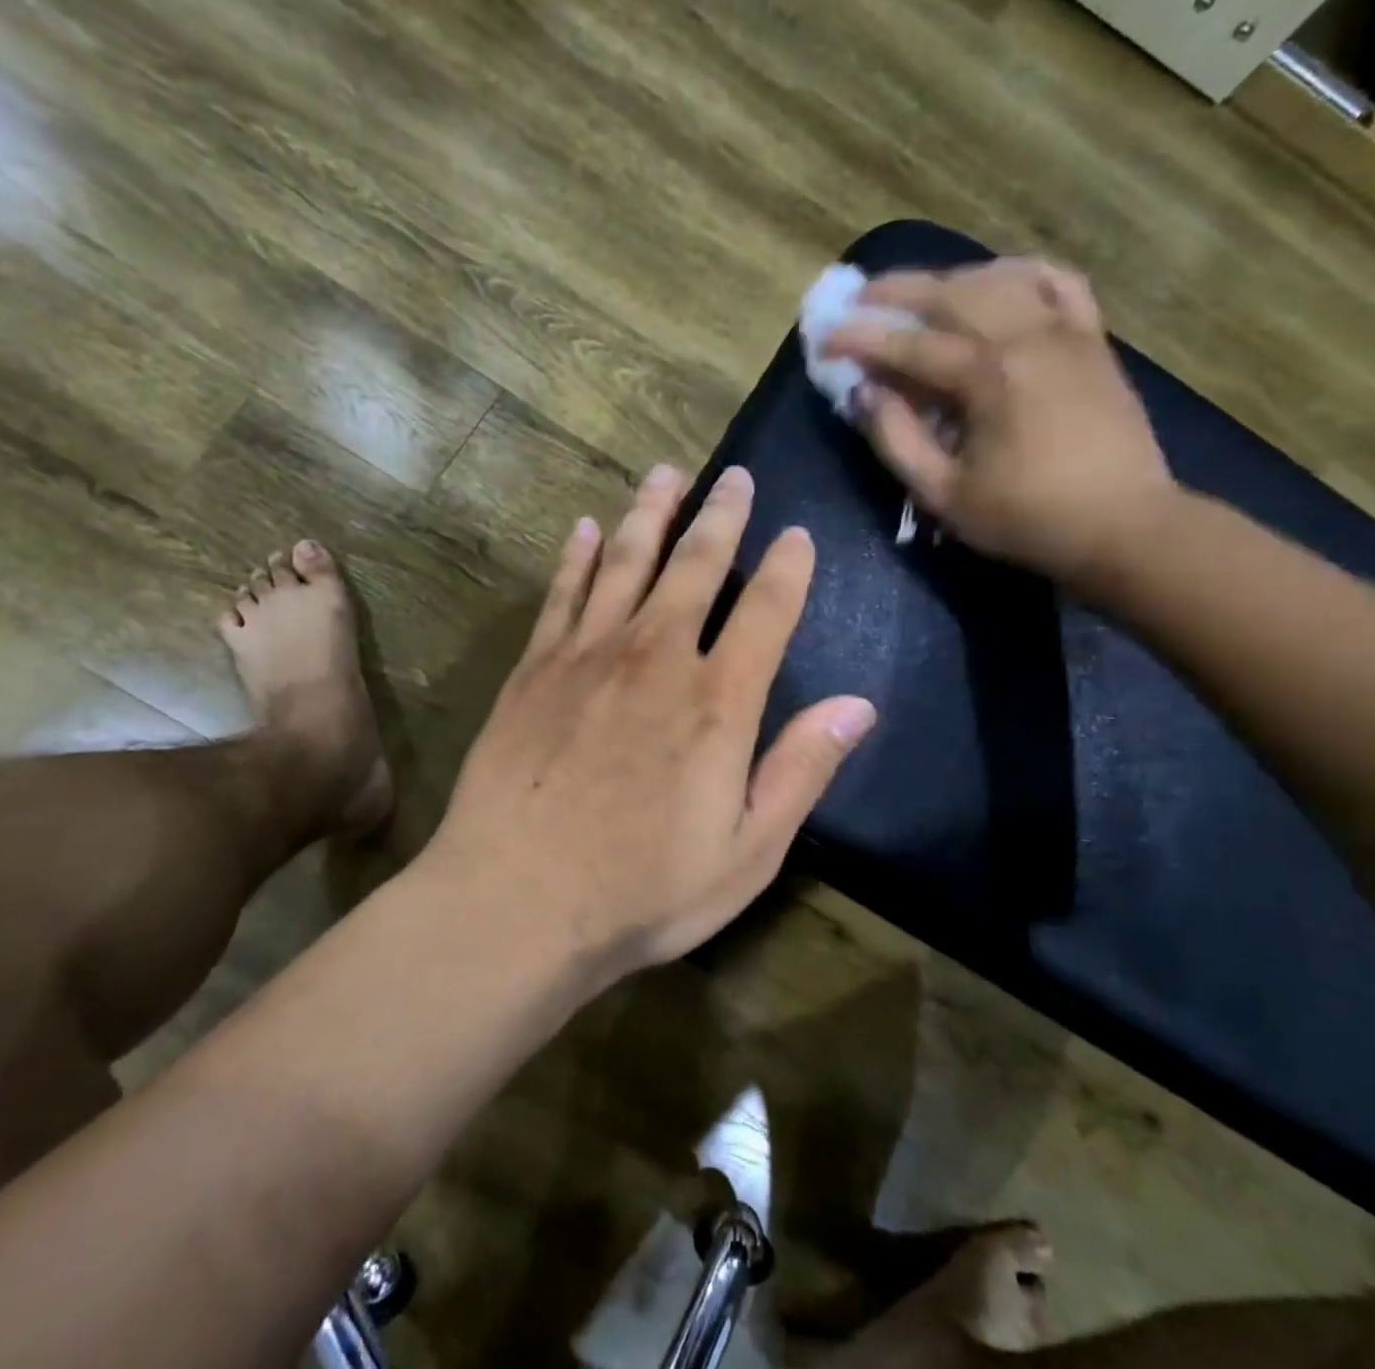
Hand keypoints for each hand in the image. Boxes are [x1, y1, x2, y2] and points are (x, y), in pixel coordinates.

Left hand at [426, 463, 876, 980]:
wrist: (517, 901)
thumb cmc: (642, 891)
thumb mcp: (747, 853)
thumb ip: (800, 771)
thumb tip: (858, 705)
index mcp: (717, 702)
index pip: (766, 611)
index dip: (788, 567)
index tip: (797, 532)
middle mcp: (655, 658)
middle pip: (695, 566)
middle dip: (720, 516)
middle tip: (733, 476)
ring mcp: (588, 656)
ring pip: (625, 561)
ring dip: (649, 513)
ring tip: (665, 473)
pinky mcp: (535, 668)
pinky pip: (561, 594)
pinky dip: (575, 557)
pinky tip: (583, 528)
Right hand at [826, 258, 1177, 590]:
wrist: (1123, 525)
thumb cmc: (1026, 519)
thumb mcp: (944, 494)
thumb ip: (897, 439)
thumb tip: (864, 394)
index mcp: (987, 376)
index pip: (909, 344)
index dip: (861, 338)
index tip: (825, 337)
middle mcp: (1026, 337)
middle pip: (952, 293)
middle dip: (897, 290)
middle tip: (859, 298)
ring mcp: (1066, 331)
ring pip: (1000, 278)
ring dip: (949, 279)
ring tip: (916, 294)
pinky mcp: (1093, 340)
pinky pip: (1058, 282)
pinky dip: (1020, 273)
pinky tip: (997, 280)